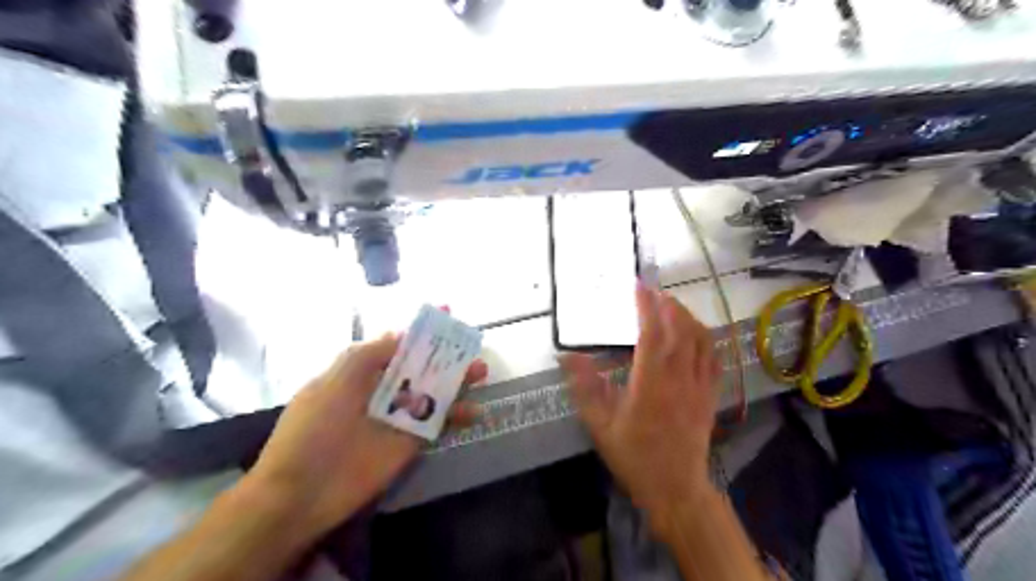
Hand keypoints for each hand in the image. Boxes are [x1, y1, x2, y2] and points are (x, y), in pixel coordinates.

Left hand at [246, 334, 488, 537]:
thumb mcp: (337, 379)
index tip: (448, 316)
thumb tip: (401, 333)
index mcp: (363, 372)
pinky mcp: (411, 442)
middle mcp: (384, 390)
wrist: (303, 491)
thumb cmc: (315, 427)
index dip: (421, 331)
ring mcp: (399, 416)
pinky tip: (475, 411)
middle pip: (422, 366)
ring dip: (458, 381)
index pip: (398, 344)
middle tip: (471, 348)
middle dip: (447, 355)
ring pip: (434, 392)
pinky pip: (439, 422)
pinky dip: (458, 415)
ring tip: (481, 373)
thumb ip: (371, 353)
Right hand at [558, 283, 722, 524]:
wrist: (675, 488)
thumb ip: (585, 387)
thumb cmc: (634, 455)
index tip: (639, 286)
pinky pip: (714, 357)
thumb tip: (567, 357)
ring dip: (687, 317)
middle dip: (668, 304)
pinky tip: (696, 333)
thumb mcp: (600, 424)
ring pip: (701, 339)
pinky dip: (706, 338)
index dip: (646, 305)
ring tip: (672, 307)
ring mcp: (699, 385)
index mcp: (651, 382)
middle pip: (681, 329)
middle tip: (653, 292)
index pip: (652, 332)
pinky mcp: (711, 395)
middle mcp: (679, 377)